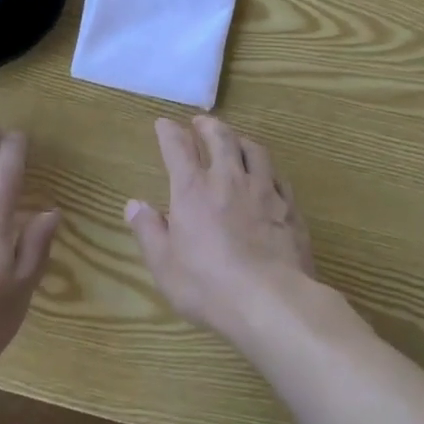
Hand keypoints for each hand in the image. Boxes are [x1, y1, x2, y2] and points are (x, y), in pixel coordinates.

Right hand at [126, 116, 315, 344]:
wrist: (271, 301)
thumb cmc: (208, 286)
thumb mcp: (165, 265)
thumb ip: (149, 231)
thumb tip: (134, 205)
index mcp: (193, 190)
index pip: (178, 148)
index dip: (169, 132)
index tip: (163, 124)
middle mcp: (228, 179)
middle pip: (220, 137)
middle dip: (208, 125)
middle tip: (201, 122)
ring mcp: (263, 190)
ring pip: (253, 150)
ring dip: (240, 139)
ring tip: (236, 139)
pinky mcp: (289, 207)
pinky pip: (278, 176)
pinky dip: (268, 169)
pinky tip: (268, 175)